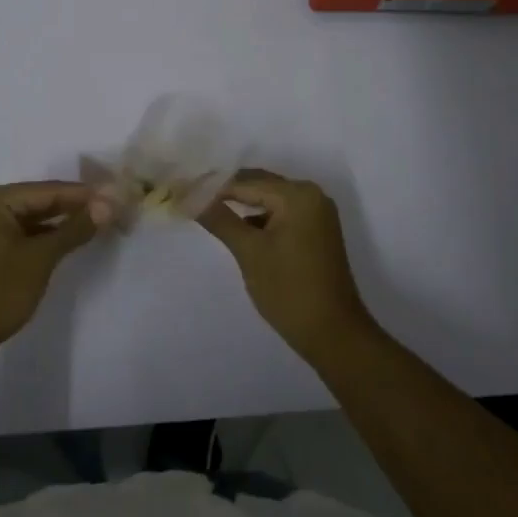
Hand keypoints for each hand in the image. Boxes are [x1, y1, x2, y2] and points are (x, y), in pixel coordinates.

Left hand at [0, 182, 107, 359]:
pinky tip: (68, 239)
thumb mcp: (41, 258)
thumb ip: (75, 228)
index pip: (48, 189)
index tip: (117, 195)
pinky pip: (22, 232)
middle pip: (40, 200)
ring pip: (32, 217)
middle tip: (112, 209)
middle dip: (74, 206)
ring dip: (62, 221)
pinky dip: (45, 236)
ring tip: (97, 223)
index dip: (84, 194)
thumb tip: (108, 205)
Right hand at [197, 171, 377, 361]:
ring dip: (242, 204)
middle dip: (227, 192)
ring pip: (270, 199)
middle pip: (260, 185)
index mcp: (298, 195)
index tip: (183, 190)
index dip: (213, 187)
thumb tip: (191, 197)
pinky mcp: (317, 231)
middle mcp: (311, 195)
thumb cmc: (289, 290)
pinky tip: (238, 228)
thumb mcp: (250, 252)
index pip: (246, 182)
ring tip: (209, 210)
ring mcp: (317, 213)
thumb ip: (220, 219)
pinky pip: (282, 214)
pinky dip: (260, 218)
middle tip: (191, 197)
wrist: (334, 334)